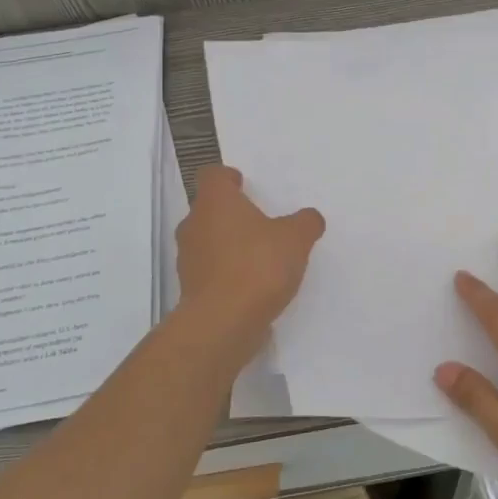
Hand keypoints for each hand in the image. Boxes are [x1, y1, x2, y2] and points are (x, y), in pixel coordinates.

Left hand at [174, 165, 324, 366]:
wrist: (223, 323)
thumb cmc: (258, 266)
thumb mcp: (296, 238)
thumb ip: (305, 223)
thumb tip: (310, 218)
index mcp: (215, 202)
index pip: (212, 175)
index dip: (227, 178)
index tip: (243, 184)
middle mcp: (194, 224)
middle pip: (208, 209)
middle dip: (231, 214)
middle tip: (258, 222)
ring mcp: (188, 259)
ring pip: (207, 241)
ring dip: (228, 245)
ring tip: (258, 256)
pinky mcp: (190, 289)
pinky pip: (210, 271)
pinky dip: (226, 273)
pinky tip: (251, 285)